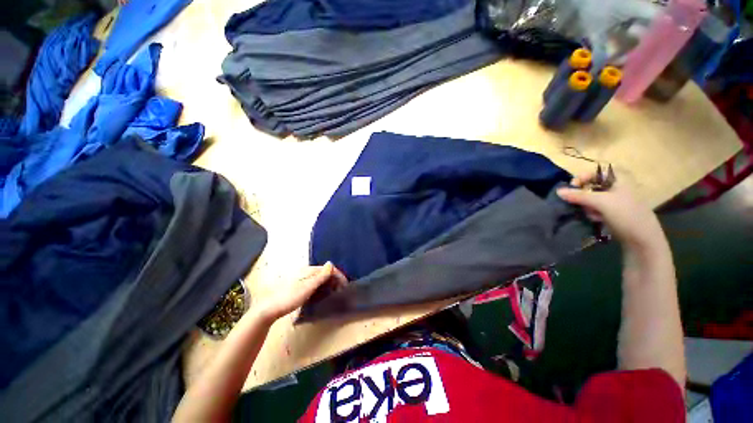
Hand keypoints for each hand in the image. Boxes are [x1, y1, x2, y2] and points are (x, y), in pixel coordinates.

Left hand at [253, 262, 346, 322]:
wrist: (269, 309)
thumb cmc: (289, 298)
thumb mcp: (307, 287)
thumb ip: (320, 276)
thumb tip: (331, 263)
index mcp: (309, 270)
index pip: (328, 269)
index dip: (339, 275)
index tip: (346, 286)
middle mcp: (306, 272)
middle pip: (325, 273)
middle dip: (335, 280)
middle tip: (342, 291)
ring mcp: (303, 279)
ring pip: (321, 279)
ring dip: (329, 285)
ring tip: (335, 294)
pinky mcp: (300, 287)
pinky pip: (316, 285)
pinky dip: (322, 288)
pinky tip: (323, 295)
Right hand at [556, 171, 665, 250]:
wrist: (642, 240)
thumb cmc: (626, 215)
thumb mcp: (601, 202)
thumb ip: (578, 195)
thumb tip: (558, 191)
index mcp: (620, 179)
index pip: (597, 172)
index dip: (584, 176)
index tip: (573, 185)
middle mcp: (618, 188)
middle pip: (593, 186)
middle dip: (584, 195)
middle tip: (580, 202)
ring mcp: (616, 201)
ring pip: (592, 198)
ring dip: (587, 206)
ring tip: (592, 214)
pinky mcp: (613, 213)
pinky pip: (596, 208)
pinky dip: (593, 213)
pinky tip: (596, 219)